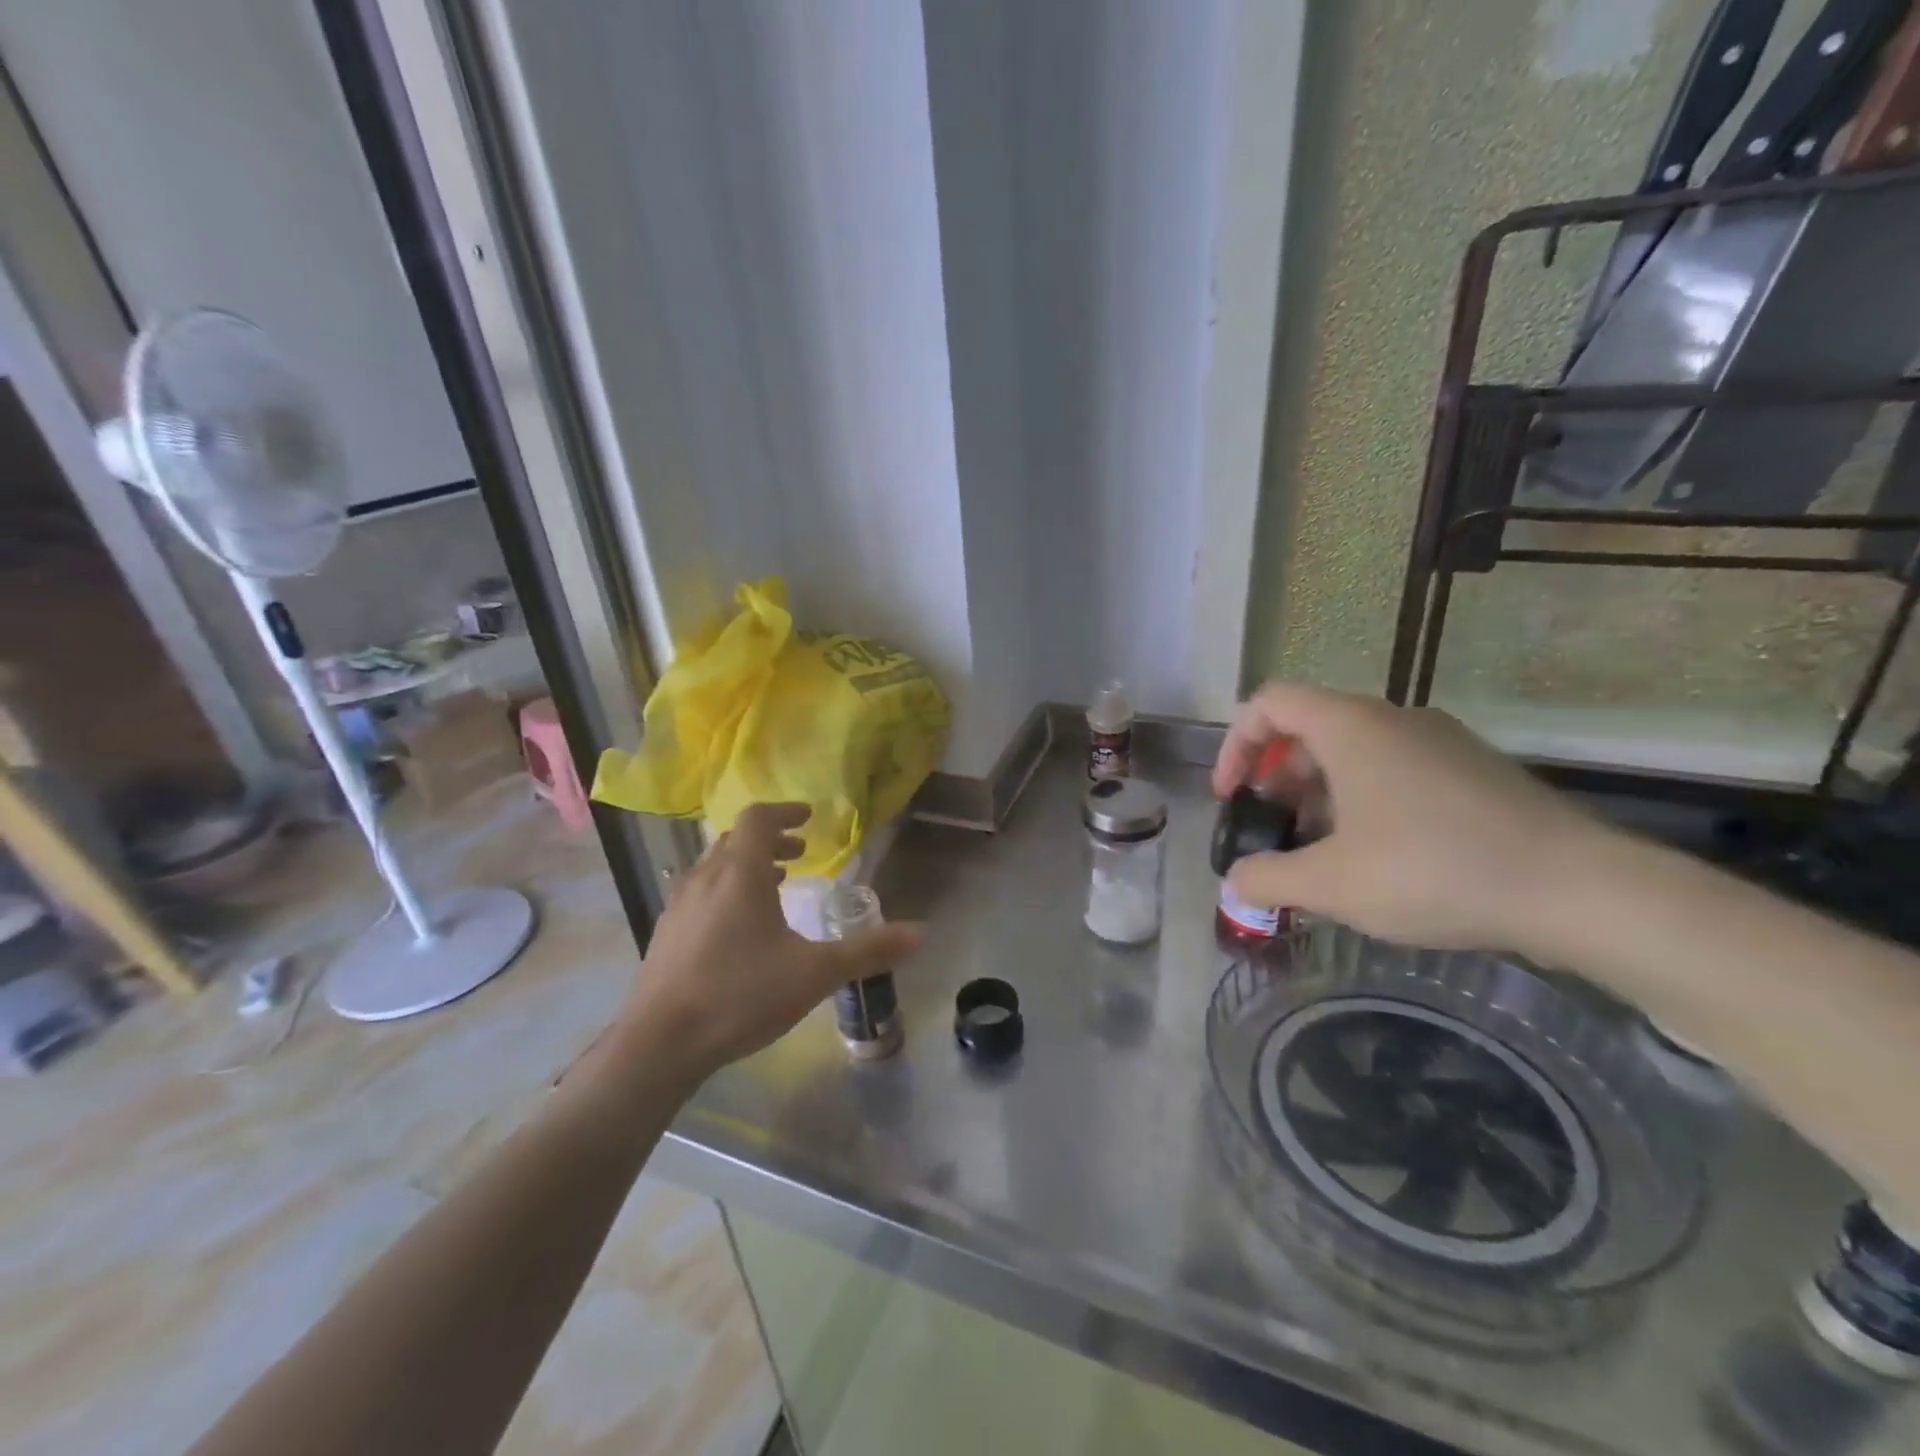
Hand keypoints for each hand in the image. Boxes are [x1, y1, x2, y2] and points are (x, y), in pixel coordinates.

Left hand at [615, 803, 922, 1082]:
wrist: (659, 1044)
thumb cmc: (741, 995)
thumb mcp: (815, 974)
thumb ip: (868, 950)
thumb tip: (921, 932)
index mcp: (740, 873)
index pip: (758, 819)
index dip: (784, 812)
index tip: (808, 818)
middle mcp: (705, 878)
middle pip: (735, 839)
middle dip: (769, 839)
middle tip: (798, 852)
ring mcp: (679, 905)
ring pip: (715, 866)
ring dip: (747, 864)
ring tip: (775, 884)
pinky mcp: (666, 933)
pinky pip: (701, 892)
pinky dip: (726, 889)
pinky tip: (740, 927)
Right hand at [1213, 683, 1605, 952]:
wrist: (1578, 889)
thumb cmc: (1433, 869)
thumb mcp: (1332, 884)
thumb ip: (1268, 879)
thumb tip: (1236, 882)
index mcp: (1349, 727)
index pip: (1268, 703)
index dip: (1236, 745)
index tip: (1233, 796)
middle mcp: (1392, 718)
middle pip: (1308, 727)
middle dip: (1277, 777)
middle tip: (1275, 829)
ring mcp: (1439, 741)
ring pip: (1354, 751)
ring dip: (1319, 793)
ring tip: (1322, 853)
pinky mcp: (1472, 770)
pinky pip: (1395, 769)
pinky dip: (1364, 800)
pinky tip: (1377, 858)